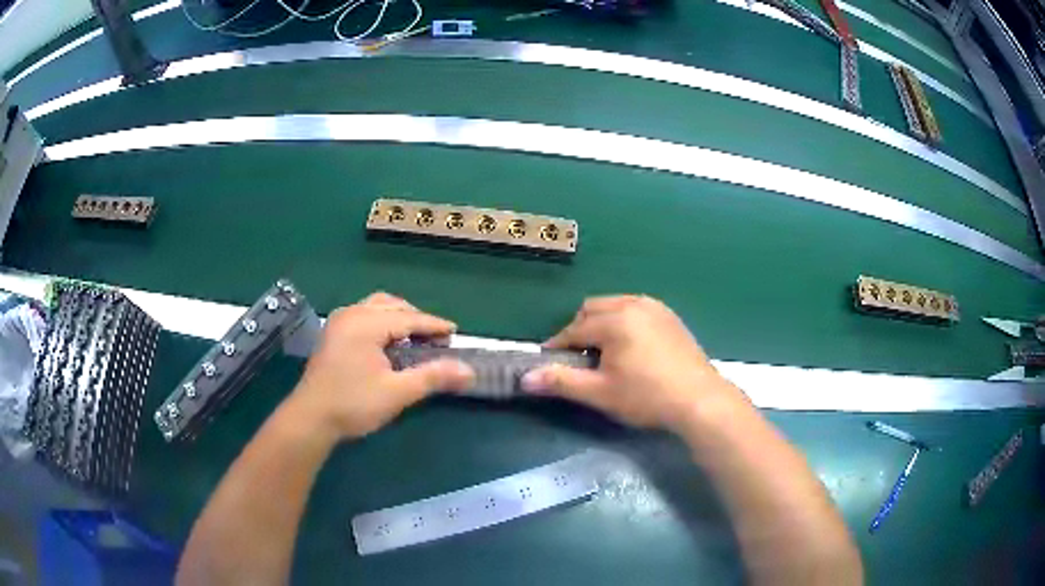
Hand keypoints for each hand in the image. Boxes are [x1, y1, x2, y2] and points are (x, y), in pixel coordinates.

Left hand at [289, 293, 474, 439]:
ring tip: (414, 336)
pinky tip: (388, 340)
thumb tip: (470, 371)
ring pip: (376, 306)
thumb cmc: (353, 404)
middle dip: (417, 319)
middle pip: (393, 305)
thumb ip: (433, 377)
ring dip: (398, 316)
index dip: (434, 325)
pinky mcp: (333, 332)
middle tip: (436, 338)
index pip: (409, 318)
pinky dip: (382, 320)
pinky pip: (364, 313)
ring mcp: (339, 321)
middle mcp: (352, 313)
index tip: (455, 332)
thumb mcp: (397, 393)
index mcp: (367, 323)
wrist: (311, 418)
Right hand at [521, 295, 745, 430]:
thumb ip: (561, 382)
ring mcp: (656, 308)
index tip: (549, 362)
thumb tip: (524, 378)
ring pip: (616, 305)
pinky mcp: (671, 317)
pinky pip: (637, 309)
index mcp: (615, 319)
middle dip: (580, 329)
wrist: (699, 400)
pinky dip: (625, 321)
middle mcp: (634, 304)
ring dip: (602, 322)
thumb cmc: (646, 396)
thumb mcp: (600, 392)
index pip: (574, 329)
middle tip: (579, 357)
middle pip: (594, 309)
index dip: (559, 346)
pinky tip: (631, 347)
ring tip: (605, 352)